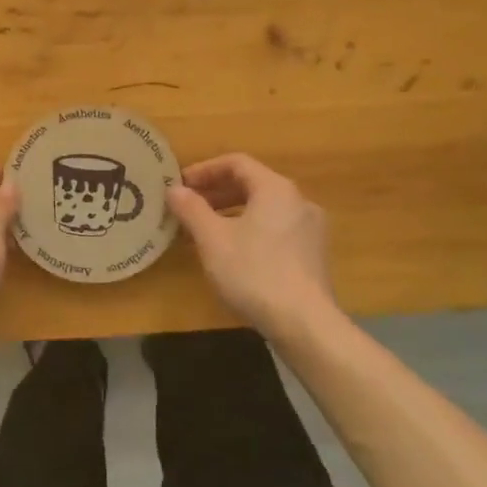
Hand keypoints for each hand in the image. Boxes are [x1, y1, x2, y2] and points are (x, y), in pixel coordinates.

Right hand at [167, 153, 340, 338]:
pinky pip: (275, 229)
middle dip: (216, 193)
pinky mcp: (313, 255)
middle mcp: (298, 201)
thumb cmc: (254, 272)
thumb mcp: (213, 239)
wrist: (304, 323)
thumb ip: (191, 209)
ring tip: (204, 232)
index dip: (205, 170)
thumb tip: (174, 189)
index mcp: (276, 188)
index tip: (181, 185)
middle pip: (252, 184)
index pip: (237, 163)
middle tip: (188, 207)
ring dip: (231, 213)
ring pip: (264, 209)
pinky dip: (250, 230)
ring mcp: (310, 229)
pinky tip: (232, 254)